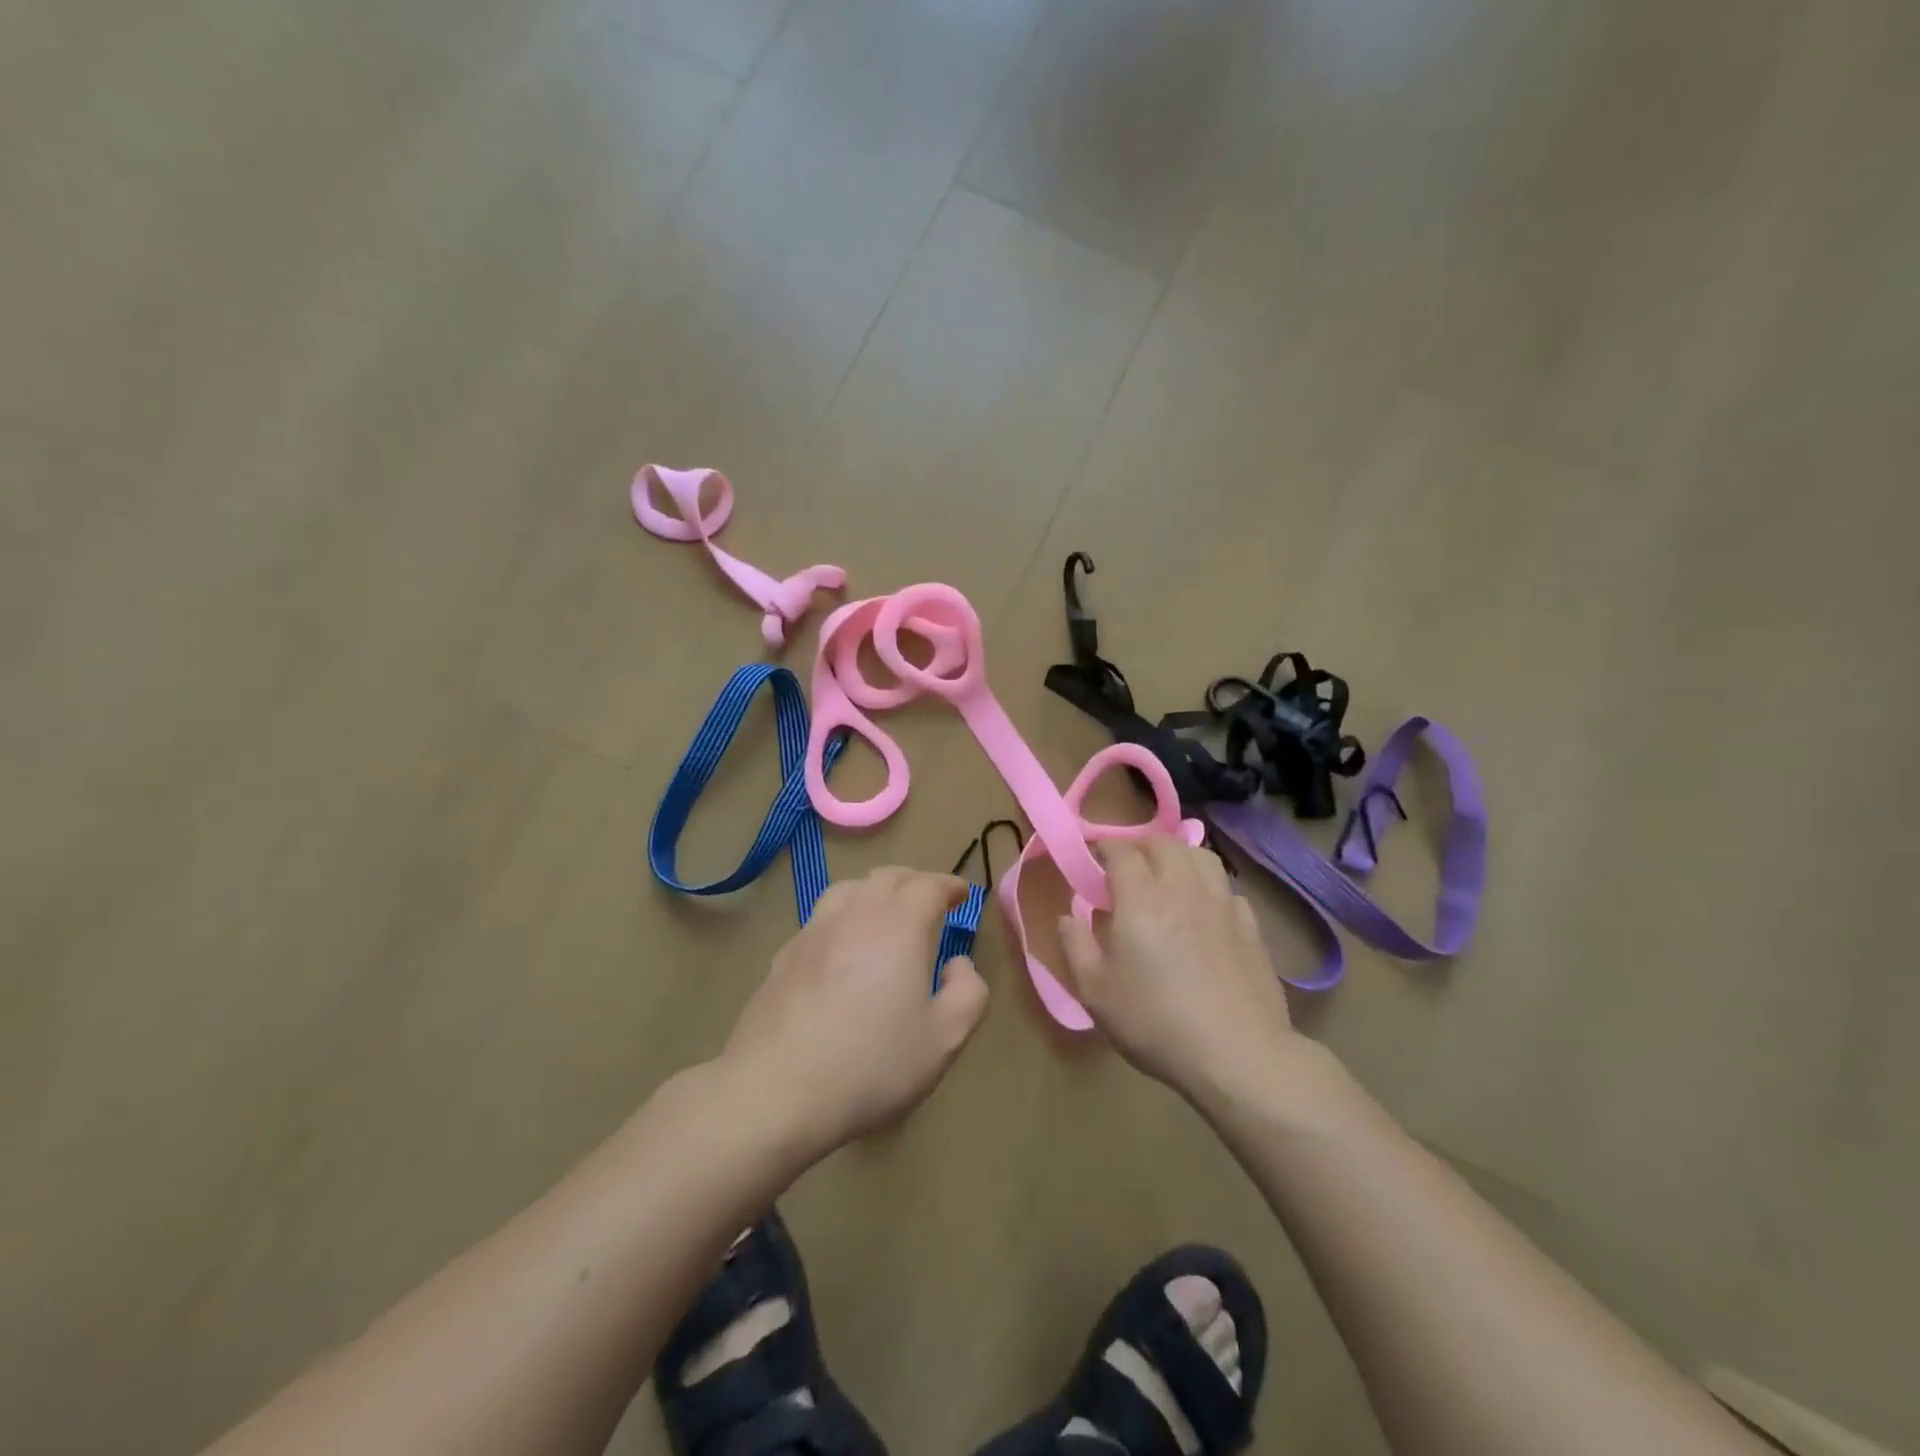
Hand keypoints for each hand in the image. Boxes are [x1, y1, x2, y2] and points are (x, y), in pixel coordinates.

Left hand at [720, 868, 989, 1154]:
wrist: (775, 1090)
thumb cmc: (871, 1065)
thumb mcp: (944, 1040)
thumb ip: (968, 994)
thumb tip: (958, 964)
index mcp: (900, 926)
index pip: (928, 885)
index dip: (949, 885)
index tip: (961, 895)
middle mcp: (856, 915)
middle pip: (887, 877)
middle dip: (913, 883)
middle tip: (929, 902)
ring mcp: (814, 932)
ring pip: (848, 890)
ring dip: (874, 893)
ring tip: (884, 916)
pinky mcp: (784, 956)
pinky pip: (820, 920)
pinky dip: (842, 919)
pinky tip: (841, 950)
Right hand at [1058, 837, 1297, 1100]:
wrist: (1237, 1055)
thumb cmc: (1156, 1023)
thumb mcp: (1095, 992)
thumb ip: (1076, 945)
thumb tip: (1067, 916)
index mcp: (1140, 899)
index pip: (1121, 851)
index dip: (1103, 846)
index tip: (1092, 855)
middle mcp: (1182, 888)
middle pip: (1163, 843)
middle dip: (1140, 845)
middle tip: (1126, 866)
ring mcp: (1221, 904)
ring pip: (1201, 856)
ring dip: (1178, 856)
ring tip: (1167, 877)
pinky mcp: (1250, 926)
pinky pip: (1226, 888)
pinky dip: (1209, 887)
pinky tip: (1203, 911)